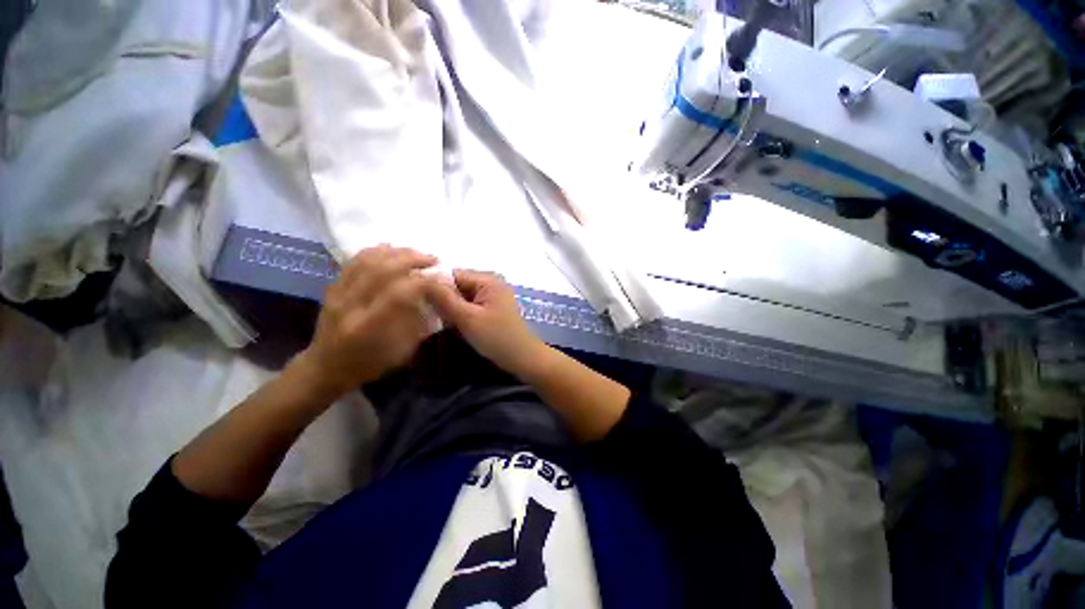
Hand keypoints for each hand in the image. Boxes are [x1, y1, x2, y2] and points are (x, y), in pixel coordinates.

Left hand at [297, 246, 439, 397]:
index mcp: (370, 326)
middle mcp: (351, 305)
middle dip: (412, 260)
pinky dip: (375, 251)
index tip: (442, 278)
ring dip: (396, 252)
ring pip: (367, 261)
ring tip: (416, 252)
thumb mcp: (402, 351)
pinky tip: (390, 249)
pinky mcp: (332, 287)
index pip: (400, 293)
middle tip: (433, 259)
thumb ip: (418, 322)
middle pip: (382, 270)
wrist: (326, 367)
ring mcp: (338, 294)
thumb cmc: (370, 363)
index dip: (424, 282)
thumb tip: (433, 296)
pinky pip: (354, 261)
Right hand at [424, 270, 546, 376]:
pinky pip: (469, 305)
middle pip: (456, 284)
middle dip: (441, 298)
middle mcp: (490, 282)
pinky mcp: (491, 308)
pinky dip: (459, 313)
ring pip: (461, 296)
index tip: (415, 300)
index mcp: (488, 279)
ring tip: (434, 320)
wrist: (523, 358)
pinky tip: (449, 324)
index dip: (433, 286)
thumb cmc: (497, 338)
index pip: (452, 274)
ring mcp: (492, 295)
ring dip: (449, 307)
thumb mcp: (468, 318)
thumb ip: (444, 299)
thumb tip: (421, 281)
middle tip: (424, 314)